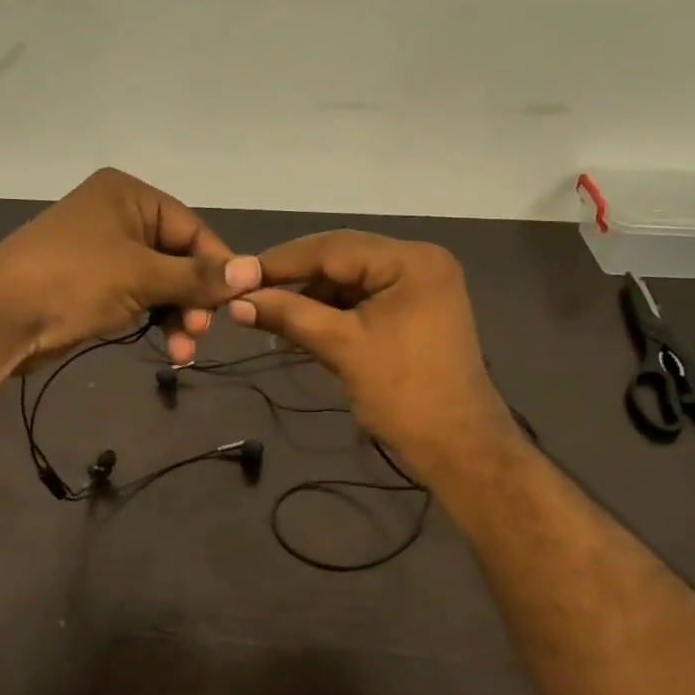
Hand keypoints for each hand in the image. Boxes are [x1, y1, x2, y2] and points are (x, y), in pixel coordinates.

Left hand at [0, 168, 260, 366]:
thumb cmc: (73, 281)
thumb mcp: (142, 276)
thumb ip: (198, 276)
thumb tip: (254, 271)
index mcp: (129, 195)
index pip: (193, 230)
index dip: (218, 268)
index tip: (238, 303)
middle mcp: (118, 215)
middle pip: (178, 258)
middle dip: (193, 299)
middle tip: (200, 332)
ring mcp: (103, 251)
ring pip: (160, 283)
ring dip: (176, 317)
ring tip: (182, 352)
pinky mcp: (91, 284)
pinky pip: (138, 298)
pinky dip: (154, 320)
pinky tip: (167, 349)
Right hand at [228, 230, 518, 479]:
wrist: (457, 446)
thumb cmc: (403, 394)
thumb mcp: (342, 347)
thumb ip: (289, 316)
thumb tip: (237, 302)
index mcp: (410, 260)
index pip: (333, 248)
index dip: (281, 262)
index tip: (237, 275)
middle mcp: (419, 261)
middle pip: (342, 259)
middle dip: (295, 279)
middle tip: (248, 293)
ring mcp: (420, 286)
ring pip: (350, 280)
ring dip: (311, 298)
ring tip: (270, 317)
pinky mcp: (415, 310)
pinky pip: (364, 299)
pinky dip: (332, 312)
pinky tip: (302, 327)